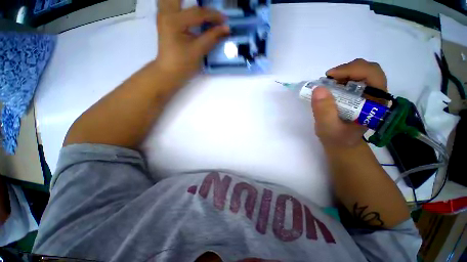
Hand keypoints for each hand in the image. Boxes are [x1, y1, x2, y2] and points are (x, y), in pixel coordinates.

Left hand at [156, 0, 229, 79]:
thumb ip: (212, 37)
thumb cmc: (183, 64)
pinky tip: (187, 6)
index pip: (198, 13)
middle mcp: (166, 13)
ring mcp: (163, 15)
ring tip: (199, 5)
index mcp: (174, 22)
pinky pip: (169, 2)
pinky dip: (179, 3)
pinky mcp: (164, 19)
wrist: (169, 72)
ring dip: (185, 0)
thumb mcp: (198, 51)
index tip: (225, 19)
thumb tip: (226, 28)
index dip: (213, 16)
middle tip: (207, 5)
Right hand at [312, 59, 387, 148]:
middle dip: (347, 69)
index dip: (352, 70)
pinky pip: (354, 78)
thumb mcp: (328, 128)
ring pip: (362, 71)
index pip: (373, 75)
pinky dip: (341, 78)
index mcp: (375, 104)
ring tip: (328, 83)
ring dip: (343, 73)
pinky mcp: (360, 95)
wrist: (341, 144)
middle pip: (369, 69)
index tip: (330, 76)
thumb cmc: (337, 138)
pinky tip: (331, 86)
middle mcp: (376, 95)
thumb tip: (318, 88)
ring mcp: (368, 94)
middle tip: (328, 78)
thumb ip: (324, 111)